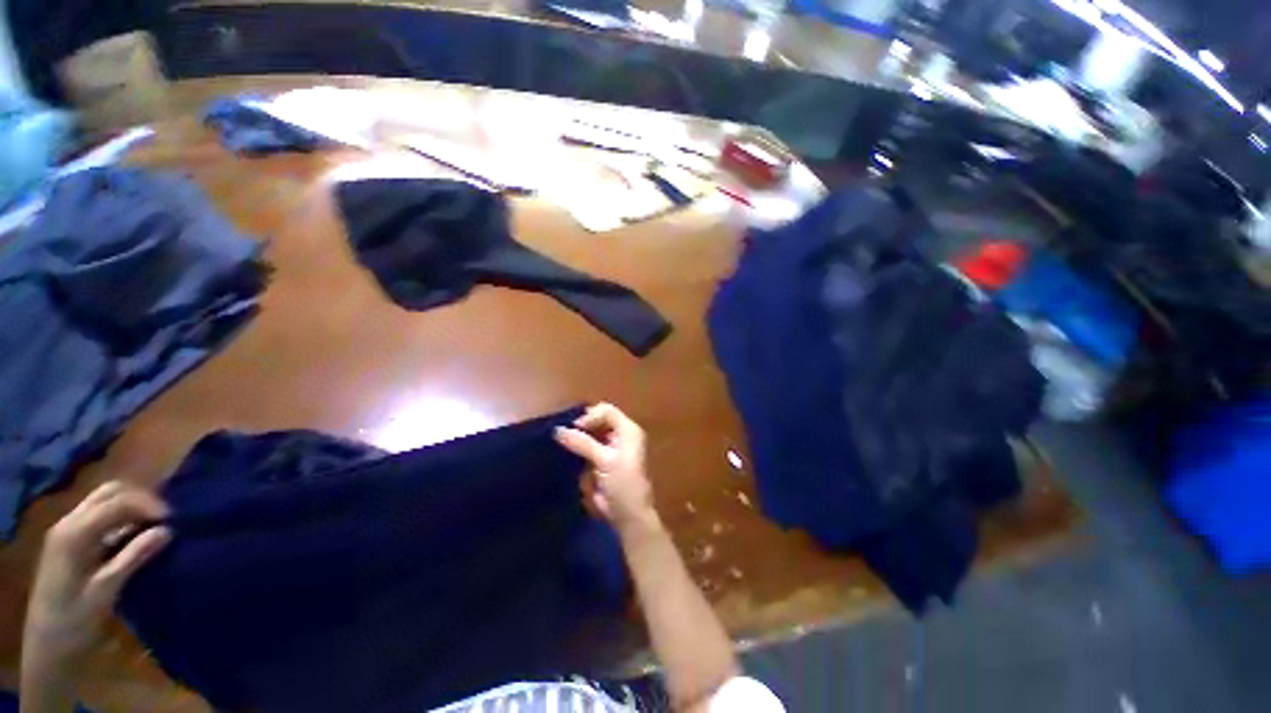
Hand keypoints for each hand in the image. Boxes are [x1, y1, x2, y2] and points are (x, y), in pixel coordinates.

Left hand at [23, 482, 170, 679]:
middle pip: (109, 492)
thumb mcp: (105, 591)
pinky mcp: (71, 536)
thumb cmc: (75, 619)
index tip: (174, 521)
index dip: (148, 506)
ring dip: (132, 505)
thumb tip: (167, 531)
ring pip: (104, 498)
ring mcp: (67, 528)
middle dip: (141, 500)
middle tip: (165, 520)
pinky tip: (134, 533)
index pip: (117, 502)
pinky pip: (99, 513)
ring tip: (154, 525)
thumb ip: (133, 558)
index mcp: (75, 533)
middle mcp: (69, 522)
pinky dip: (122, 515)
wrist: (47, 641)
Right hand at [554, 403, 658, 536]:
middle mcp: (620, 434)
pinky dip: (578, 449)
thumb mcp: (604, 461)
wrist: (628, 515)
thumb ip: (582, 443)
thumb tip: (557, 430)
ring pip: (590, 433)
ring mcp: (611, 447)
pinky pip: (587, 447)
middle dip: (582, 426)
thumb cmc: (623, 484)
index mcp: (628, 430)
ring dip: (578, 437)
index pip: (606, 411)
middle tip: (564, 435)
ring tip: (562, 443)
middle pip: (598, 420)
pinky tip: (567, 454)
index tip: (574, 428)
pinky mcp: (601, 460)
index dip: (589, 416)